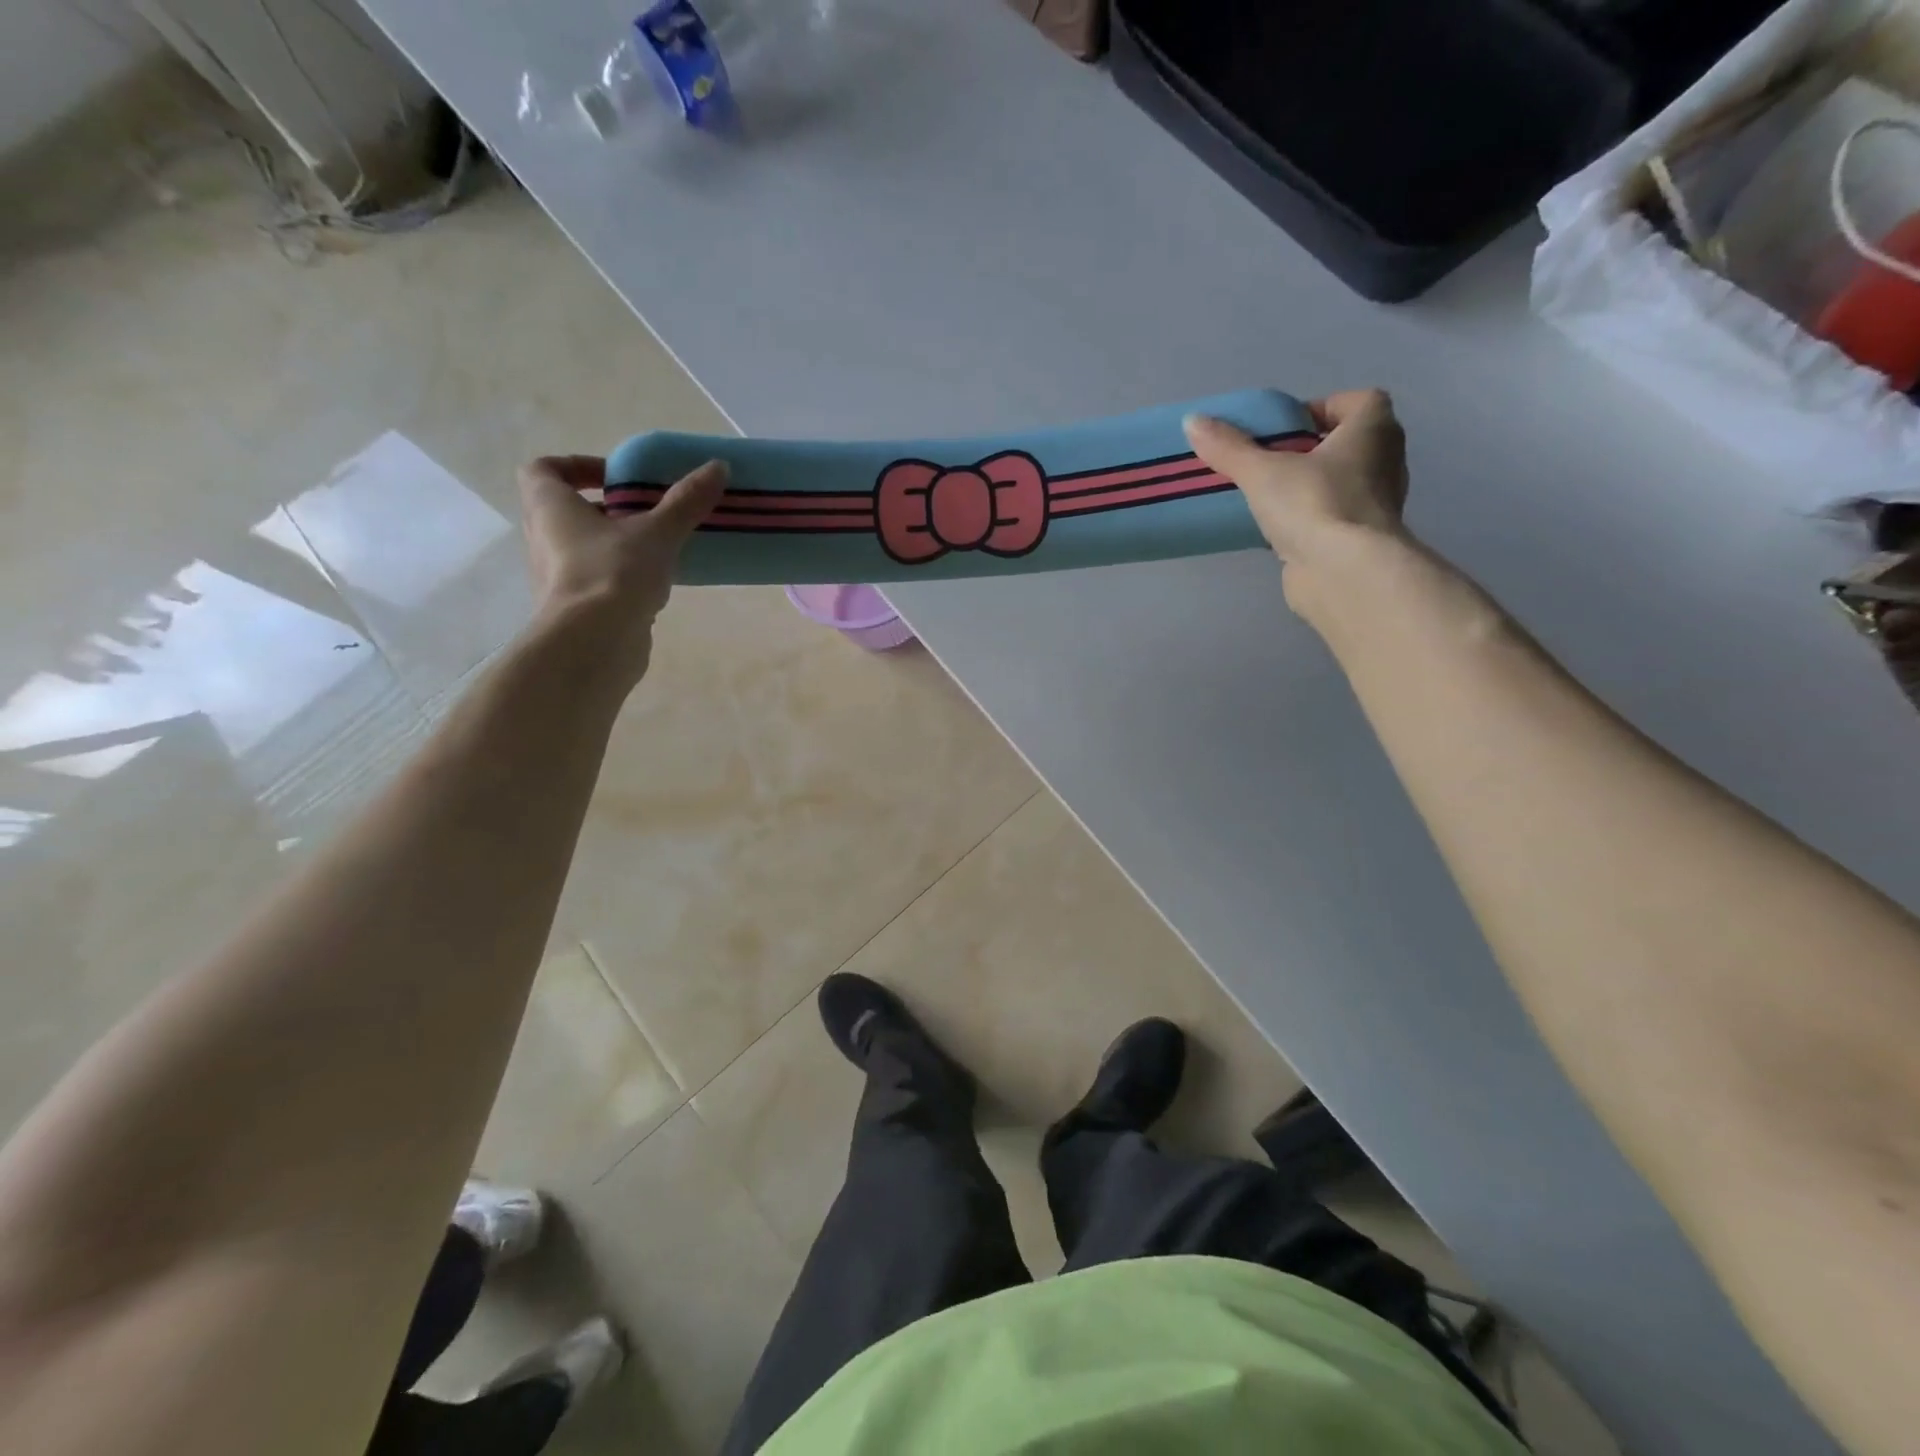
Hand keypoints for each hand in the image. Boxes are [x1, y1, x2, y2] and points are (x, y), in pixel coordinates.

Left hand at [517, 454, 726, 685]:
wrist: (595, 643)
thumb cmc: (614, 572)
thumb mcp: (658, 532)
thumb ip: (686, 501)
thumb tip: (718, 466)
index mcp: (549, 507)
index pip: (542, 470)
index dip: (576, 466)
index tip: (616, 477)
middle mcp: (543, 538)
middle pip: (566, 511)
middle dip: (606, 508)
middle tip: (645, 511)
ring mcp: (556, 577)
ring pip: (583, 549)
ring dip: (615, 545)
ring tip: (658, 549)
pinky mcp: (576, 609)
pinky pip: (596, 582)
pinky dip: (621, 578)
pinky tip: (655, 586)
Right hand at [1184, 390, 1409, 606]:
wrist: (1344, 573)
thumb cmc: (1314, 504)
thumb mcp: (1262, 471)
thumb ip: (1229, 447)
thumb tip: (1192, 421)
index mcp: (1373, 431)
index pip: (1360, 402)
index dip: (1324, 407)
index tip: (1287, 426)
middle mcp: (1385, 462)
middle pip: (1348, 443)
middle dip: (1311, 449)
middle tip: (1269, 460)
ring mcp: (1376, 505)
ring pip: (1341, 483)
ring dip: (1310, 486)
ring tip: (1267, 496)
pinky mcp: (1359, 541)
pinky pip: (1332, 518)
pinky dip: (1309, 520)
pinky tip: (1277, 530)